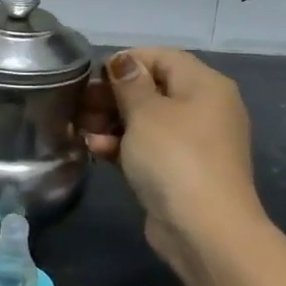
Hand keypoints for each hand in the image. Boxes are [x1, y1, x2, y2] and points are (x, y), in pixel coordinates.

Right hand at [80, 48, 266, 268]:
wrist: (204, 228)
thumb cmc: (174, 157)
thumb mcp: (145, 112)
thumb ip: (128, 82)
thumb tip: (123, 62)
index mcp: (204, 85)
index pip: (160, 57)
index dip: (124, 62)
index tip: (92, 77)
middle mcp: (204, 108)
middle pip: (151, 88)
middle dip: (112, 96)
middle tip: (80, 106)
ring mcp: (193, 141)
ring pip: (145, 120)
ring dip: (111, 123)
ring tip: (85, 133)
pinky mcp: (180, 169)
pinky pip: (148, 147)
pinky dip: (123, 146)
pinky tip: (98, 152)